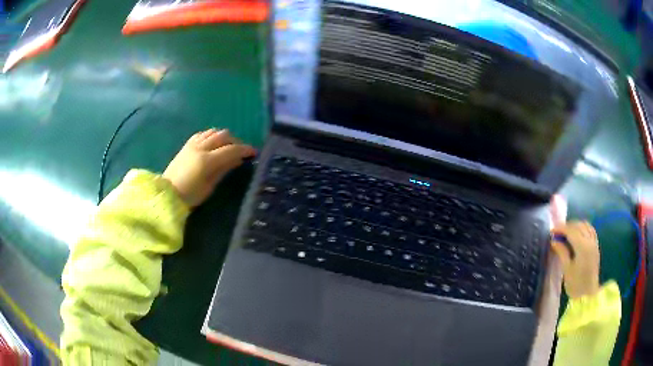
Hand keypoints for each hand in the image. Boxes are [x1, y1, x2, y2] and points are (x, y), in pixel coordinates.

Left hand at [163, 129, 255, 207]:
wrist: (167, 194)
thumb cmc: (190, 196)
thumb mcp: (210, 186)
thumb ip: (224, 170)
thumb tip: (238, 160)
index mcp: (207, 161)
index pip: (231, 149)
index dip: (244, 149)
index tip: (254, 152)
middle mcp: (200, 148)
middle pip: (223, 136)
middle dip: (235, 141)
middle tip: (241, 150)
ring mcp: (192, 144)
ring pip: (213, 132)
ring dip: (224, 136)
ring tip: (228, 146)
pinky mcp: (187, 145)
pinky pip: (202, 133)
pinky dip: (211, 135)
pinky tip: (213, 142)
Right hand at [551, 221, 600, 298]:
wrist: (588, 294)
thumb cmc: (576, 284)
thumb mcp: (567, 270)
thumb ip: (562, 252)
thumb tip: (554, 241)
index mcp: (582, 247)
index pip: (571, 231)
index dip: (560, 229)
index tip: (551, 232)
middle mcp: (589, 240)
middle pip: (578, 226)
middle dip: (567, 226)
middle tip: (557, 232)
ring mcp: (594, 242)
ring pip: (585, 225)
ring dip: (575, 225)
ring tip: (566, 232)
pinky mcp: (595, 245)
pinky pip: (590, 229)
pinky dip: (582, 227)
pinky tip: (577, 233)